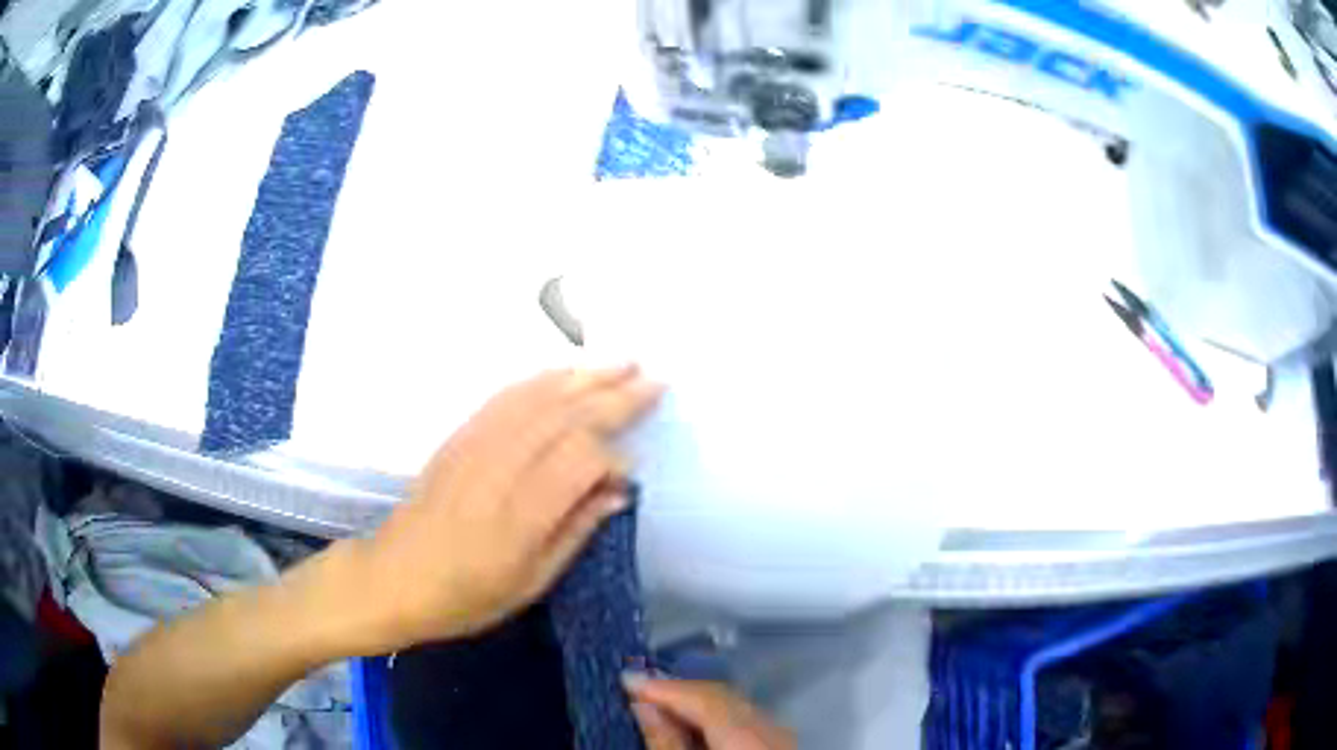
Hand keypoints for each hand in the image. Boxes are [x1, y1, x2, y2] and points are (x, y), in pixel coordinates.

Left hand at [346, 365, 661, 651]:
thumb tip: (617, 493)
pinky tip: (563, 374)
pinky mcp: (458, 437)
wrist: (394, 577)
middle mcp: (499, 468)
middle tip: (653, 380)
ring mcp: (474, 446)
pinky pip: (505, 397)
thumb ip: (575, 532)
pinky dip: (540, 380)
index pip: (581, 459)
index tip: (631, 474)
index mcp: (521, 514)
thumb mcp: (531, 583)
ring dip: (582, 376)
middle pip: (565, 416)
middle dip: (614, 395)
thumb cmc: (466, 596)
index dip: (615, 458)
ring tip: (620, 363)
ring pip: (537, 397)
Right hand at [625, 675, 795, 749]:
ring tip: (663, 706)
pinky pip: (748, 719)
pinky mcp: (781, 744)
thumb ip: (665, 741)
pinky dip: (719, 716)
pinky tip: (699, 724)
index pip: (701, 694)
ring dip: (698, 702)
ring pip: (736, 705)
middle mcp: (771, 726)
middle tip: (640, 689)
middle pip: (721, 695)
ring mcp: (782, 736)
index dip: (661, 684)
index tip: (627, 678)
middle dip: (680, 690)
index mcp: (746, 733)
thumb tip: (643, 707)